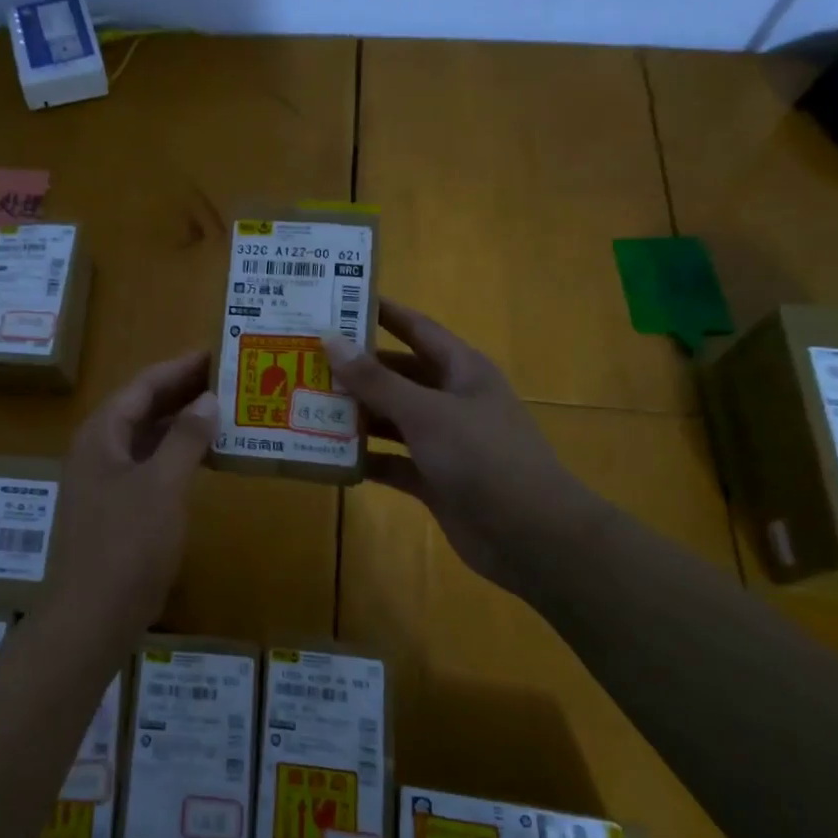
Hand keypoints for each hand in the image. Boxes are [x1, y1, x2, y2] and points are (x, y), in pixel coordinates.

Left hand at [51, 351, 217, 630]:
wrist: (92, 616)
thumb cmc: (127, 544)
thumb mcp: (162, 485)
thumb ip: (186, 439)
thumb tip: (208, 399)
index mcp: (102, 434)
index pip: (144, 385)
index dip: (181, 367)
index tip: (218, 353)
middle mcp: (98, 449)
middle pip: (143, 408)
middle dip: (184, 392)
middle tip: (229, 379)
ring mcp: (104, 480)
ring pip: (147, 438)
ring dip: (182, 424)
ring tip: (225, 412)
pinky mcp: (115, 508)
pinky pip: (148, 466)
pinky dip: (176, 456)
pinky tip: (206, 459)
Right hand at [322, 300, 604, 587]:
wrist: (531, 536)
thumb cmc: (483, 457)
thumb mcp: (425, 412)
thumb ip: (375, 380)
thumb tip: (330, 338)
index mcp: (461, 370)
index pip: (417, 328)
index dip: (382, 313)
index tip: (339, 301)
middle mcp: (451, 400)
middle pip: (397, 375)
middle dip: (356, 369)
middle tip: (306, 359)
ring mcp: (443, 441)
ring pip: (391, 419)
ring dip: (355, 415)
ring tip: (306, 405)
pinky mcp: (434, 479)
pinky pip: (392, 461)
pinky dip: (366, 459)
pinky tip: (329, 456)